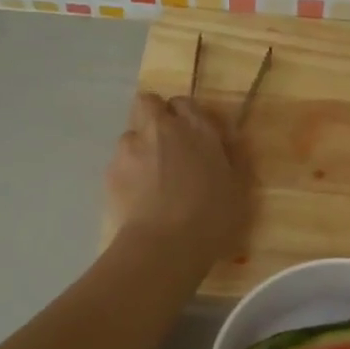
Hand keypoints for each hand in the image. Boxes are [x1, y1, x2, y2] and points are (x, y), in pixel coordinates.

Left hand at [105, 92, 249, 264]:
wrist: (165, 245)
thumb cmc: (212, 218)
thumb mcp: (239, 188)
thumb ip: (234, 157)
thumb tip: (230, 139)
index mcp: (197, 128)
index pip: (184, 102)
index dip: (185, 116)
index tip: (191, 136)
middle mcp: (162, 128)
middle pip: (148, 103)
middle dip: (154, 117)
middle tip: (165, 146)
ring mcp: (131, 147)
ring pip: (131, 134)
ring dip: (139, 147)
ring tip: (149, 178)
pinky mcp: (111, 170)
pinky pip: (119, 162)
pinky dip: (127, 173)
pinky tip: (137, 197)